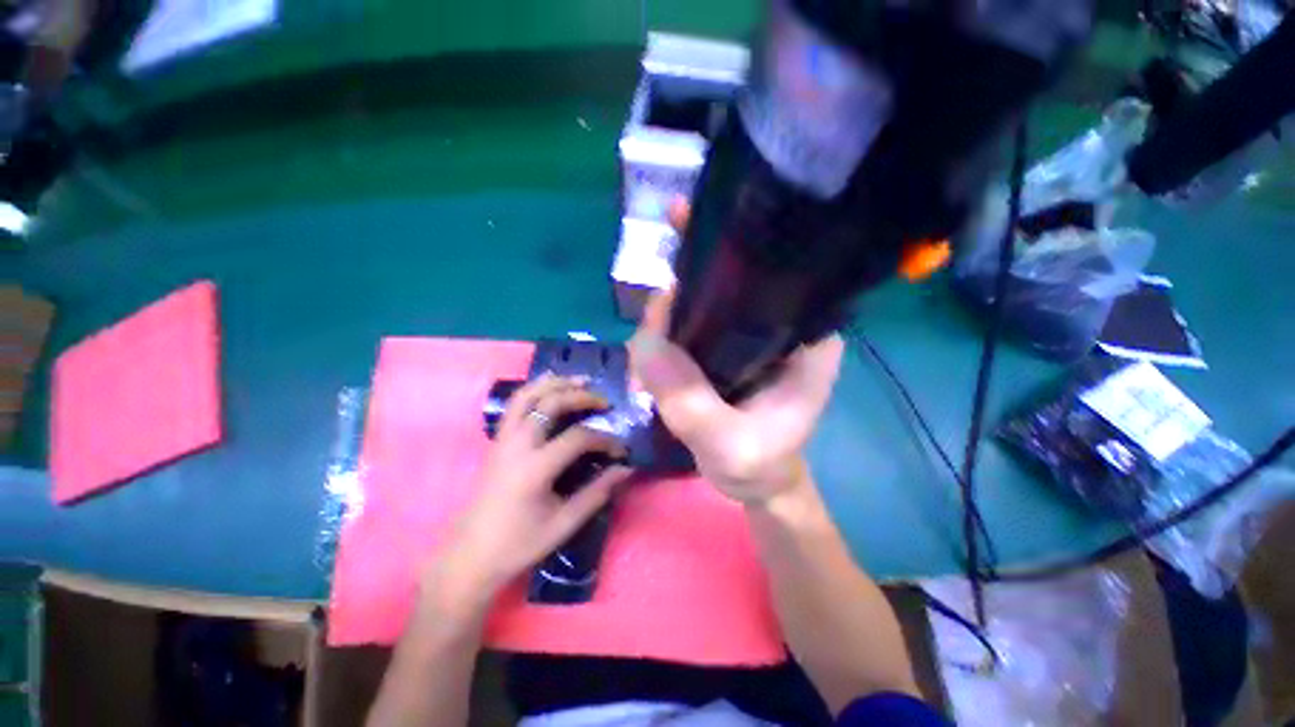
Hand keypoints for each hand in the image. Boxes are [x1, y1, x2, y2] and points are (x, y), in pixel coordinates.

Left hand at [423, 375, 630, 618]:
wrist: (470, 555)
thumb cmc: (519, 544)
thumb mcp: (564, 523)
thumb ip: (598, 492)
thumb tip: (627, 469)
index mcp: (535, 468)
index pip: (578, 438)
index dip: (605, 439)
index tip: (621, 449)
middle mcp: (517, 444)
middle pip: (551, 403)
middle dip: (582, 396)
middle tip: (604, 400)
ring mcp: (503, 439)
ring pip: (527, 395)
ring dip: (555, 383)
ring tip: (580, 380)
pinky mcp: (497, 441)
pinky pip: (515, 404)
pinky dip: (535, 390)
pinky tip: (550, 389)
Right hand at [629, 292, 843, 505]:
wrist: (759, 483)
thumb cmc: (760, 467)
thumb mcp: (728, 446)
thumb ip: (689, 401)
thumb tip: (642, 342)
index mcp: (808, 338)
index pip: (761, 285)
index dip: (707, 287)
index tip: (665, 314)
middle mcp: (783, 323)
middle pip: (723, 292)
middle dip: (678, 313)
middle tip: (646, 348)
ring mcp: (755, 333)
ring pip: (703, 309)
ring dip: (669, 329)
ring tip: (646, 360)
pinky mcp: (732, 346)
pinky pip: (695, 329)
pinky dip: (670, 342)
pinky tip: (654, 360)